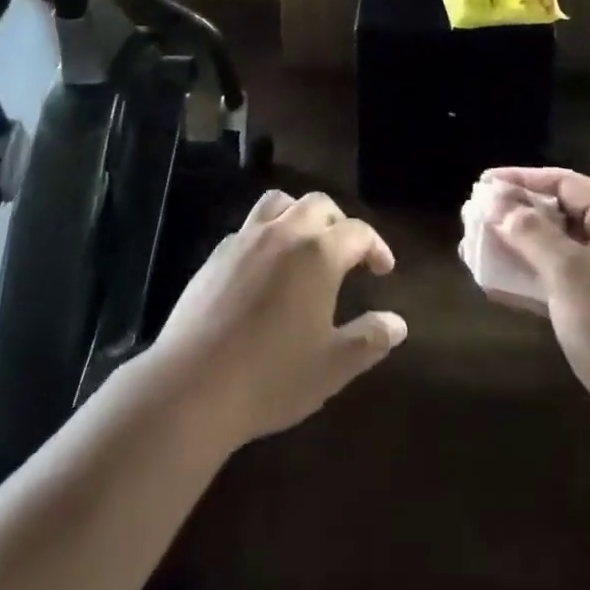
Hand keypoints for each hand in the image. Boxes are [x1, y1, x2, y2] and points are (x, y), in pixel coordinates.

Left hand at [145, 190, 406, 452]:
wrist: (192, 386)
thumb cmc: (270, 377)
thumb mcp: (331, 367)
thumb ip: (369, 340)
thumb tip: (398, 324)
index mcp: (318, 253)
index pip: (358, 232)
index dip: (376, 246)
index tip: (383, 270)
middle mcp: (284, 233)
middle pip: (319, 204)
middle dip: (339, 222)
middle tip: (348, 254)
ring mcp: (246, 238)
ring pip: (280, 203)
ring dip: (300, 215)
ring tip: (306, 244)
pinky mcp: (217, 253)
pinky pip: (250, 226)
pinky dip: (268, 233)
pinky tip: (266, 267)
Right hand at [484, 168, 589, 448]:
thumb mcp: (568, 273)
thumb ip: (527, 231)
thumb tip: (492, 198)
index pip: (564, 183)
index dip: (519, 182)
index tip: (480, 184)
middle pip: (561, 214)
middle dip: (515, 216)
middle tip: (474, 217)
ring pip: (560, 249)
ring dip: (519, 249)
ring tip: (478, 247)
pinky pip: (565, 280)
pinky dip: (534, 278)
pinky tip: (497, 283)